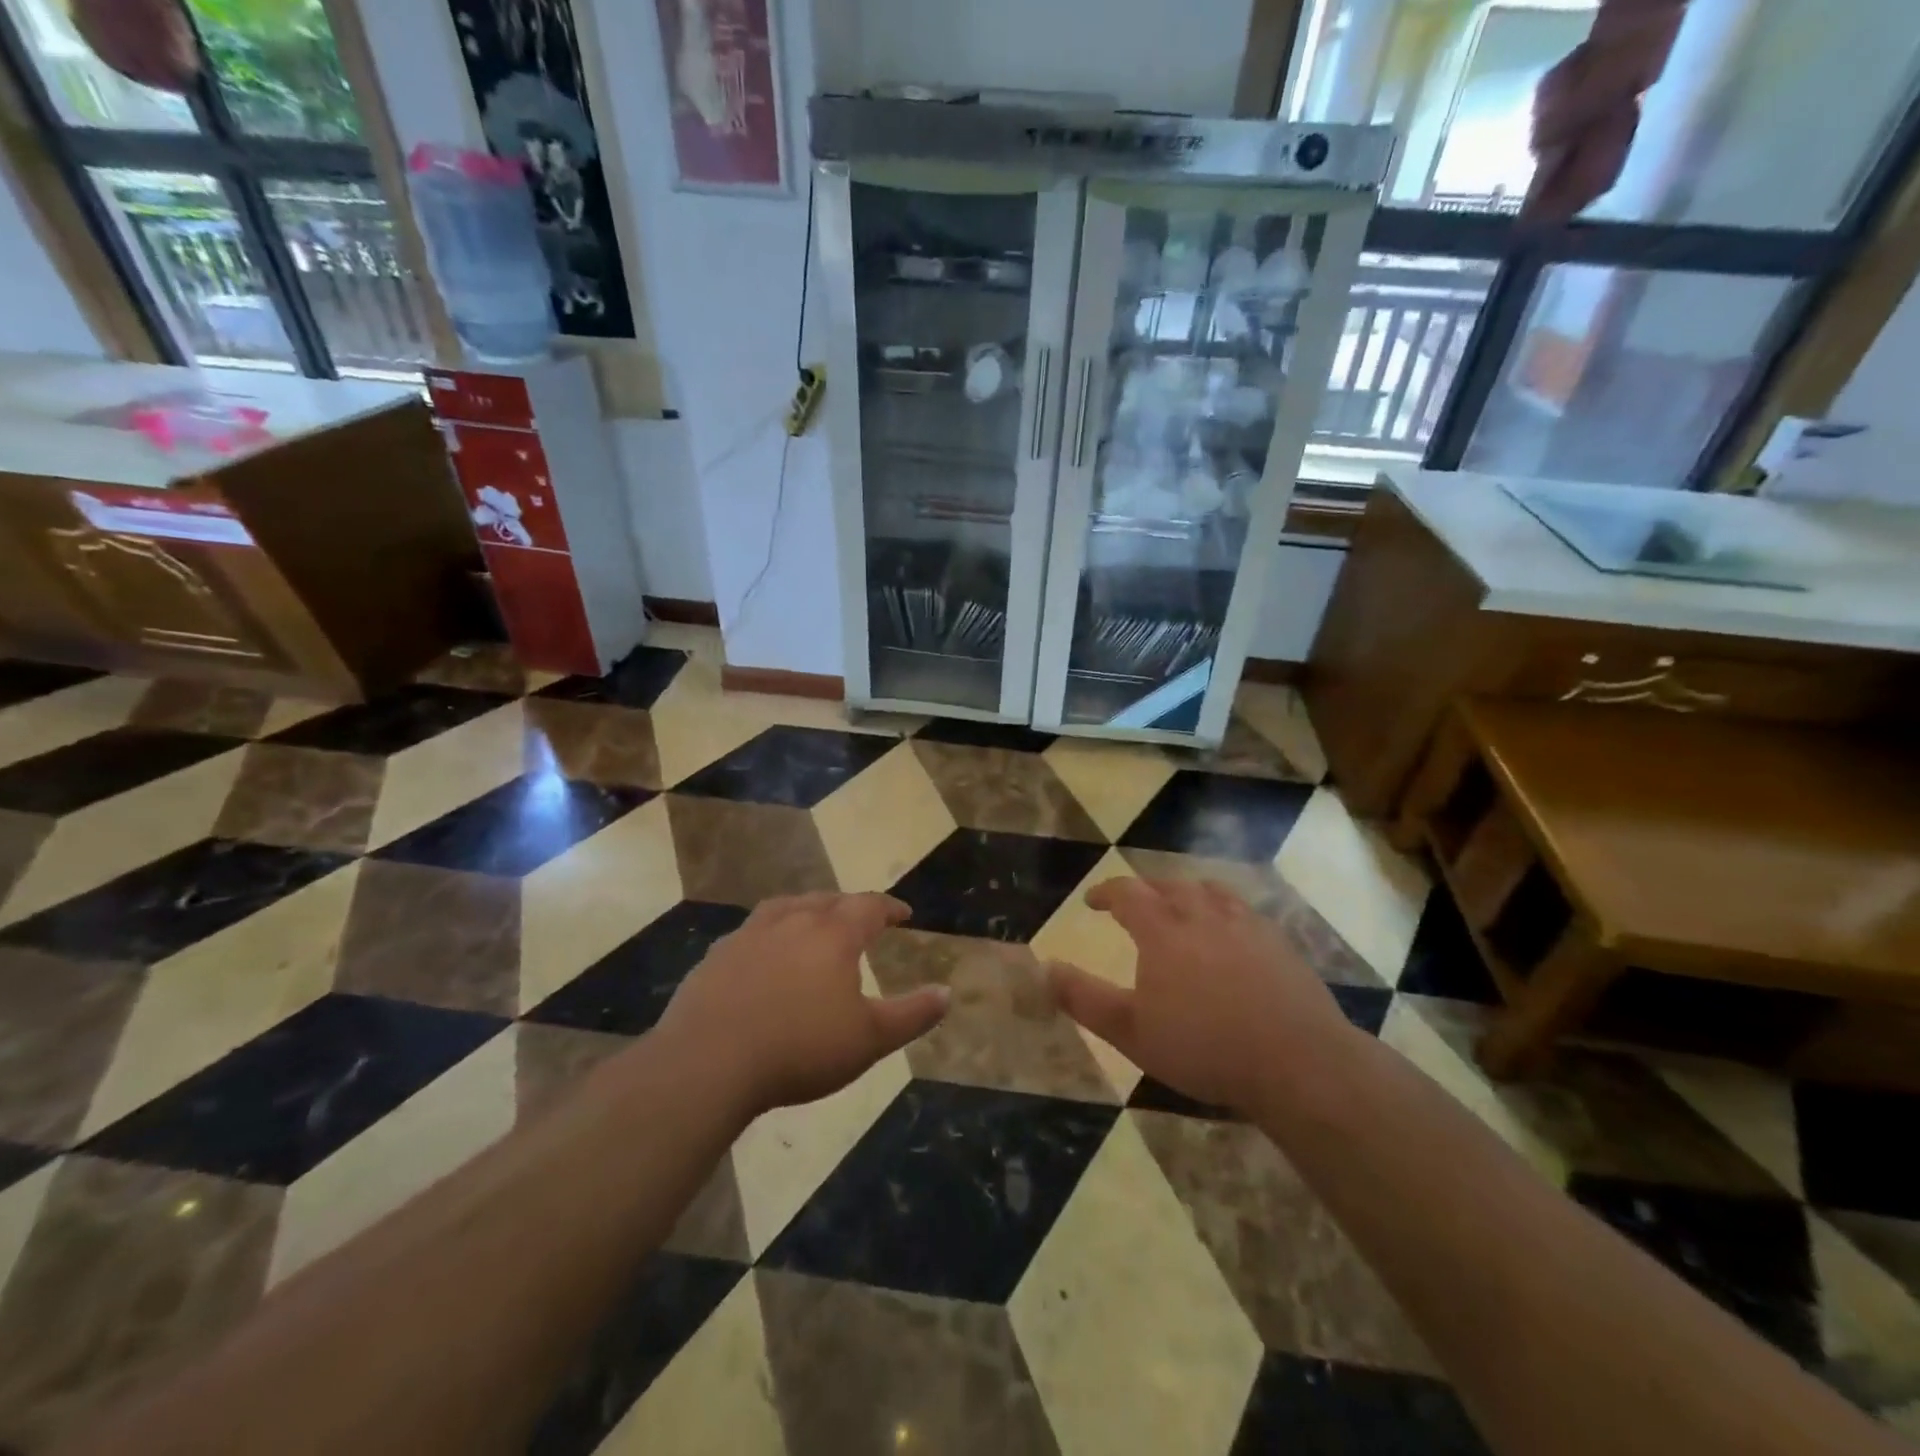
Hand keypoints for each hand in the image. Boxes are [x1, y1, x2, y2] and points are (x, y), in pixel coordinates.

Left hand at [657, 893, 949, 1118]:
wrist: (707, 1062)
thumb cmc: (799, 1048)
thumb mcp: (869, 1039)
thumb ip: (912, 1015)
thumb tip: (947, 992)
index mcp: (833, 934)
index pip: (869, 906)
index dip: (889, 907)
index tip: (903, 913)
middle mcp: (792, 921)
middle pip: (827, 900)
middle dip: (849, 906)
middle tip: (860, 918)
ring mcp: (749, 934)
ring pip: (786, 907)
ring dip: (807, 909)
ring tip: (813, 922)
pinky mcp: (717, 955)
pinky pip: (751, 932)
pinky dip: (769, 934)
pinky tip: (763, 954)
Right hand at [1048, 877, 1361, 1114]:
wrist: (1298, 1062)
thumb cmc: (1205, 1048)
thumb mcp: (1131, 1032)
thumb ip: (1084, 998)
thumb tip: (1045, 968)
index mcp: (1164, 931)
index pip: (1127, 893)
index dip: (1106, 892)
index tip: (1091, 901)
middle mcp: (1203, 915)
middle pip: (1169, 886)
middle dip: (1145, 889)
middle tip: (1134, 903)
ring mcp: (1246, 926)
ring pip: (1210, 892)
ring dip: (1186, 892)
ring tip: (1180, 905)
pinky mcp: (1279, 943)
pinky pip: (1244, 910)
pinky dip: (1224, 910)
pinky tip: (1230, 932)